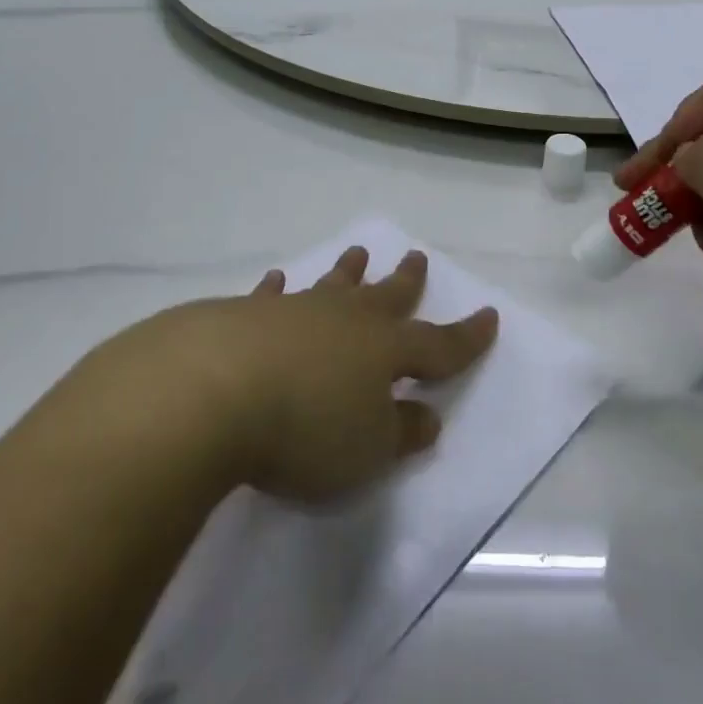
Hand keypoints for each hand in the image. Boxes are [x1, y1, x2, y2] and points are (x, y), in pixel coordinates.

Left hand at [108, 248, 498, 503]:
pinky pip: (272, 296)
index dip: (467, 337)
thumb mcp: (366, 450)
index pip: (438, 345)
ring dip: (349, 271)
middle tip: (418, 257)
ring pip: (333, 284)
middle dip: (406, 280)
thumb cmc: (303, 430)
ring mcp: (297, 311)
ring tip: (359, 252)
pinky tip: (276, 280)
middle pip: (386, 296)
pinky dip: (278, 289)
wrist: (212, 391)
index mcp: (384, 351)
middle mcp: (346, 321)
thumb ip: (400, 433)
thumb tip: (429, 417)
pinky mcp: (248, 314)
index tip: (489, 316)